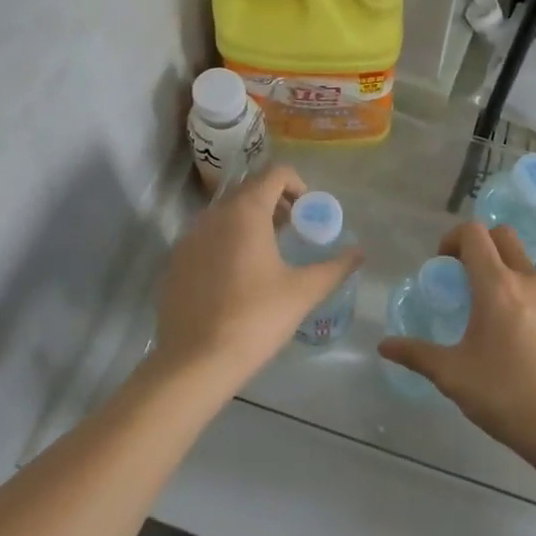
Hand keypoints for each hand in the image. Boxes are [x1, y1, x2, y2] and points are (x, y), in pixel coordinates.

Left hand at [152, 164, 362, 387]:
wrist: (196, 361)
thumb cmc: (256, 318)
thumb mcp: (303, 292)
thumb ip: (335, 267)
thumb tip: (360, 252)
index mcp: (245, 212)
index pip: (274, 173)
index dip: (297, 185)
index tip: (308, 213)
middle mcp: (213, 215)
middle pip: (248, 191)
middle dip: (275, 203)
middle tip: (294, 231)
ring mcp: (188, 238)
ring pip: (225, 214)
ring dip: (250, 222)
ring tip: (269, 254)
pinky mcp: (175, 262)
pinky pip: (206, 238)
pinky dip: (226, 242)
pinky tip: (238, 278)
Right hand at [378, 221, 535, 459]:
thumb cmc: (505, 395)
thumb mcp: (452, 375)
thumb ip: (416, 354)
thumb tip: (384, 346)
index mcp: (497, 286)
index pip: (474, 234)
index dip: (452, 239)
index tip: (442, 266)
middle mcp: (529, 281)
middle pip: (503, 236)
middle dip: (480, 245)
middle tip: (463, 278)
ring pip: (525, 266)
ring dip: (503, 273)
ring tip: (490, 315)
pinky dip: (524, 298)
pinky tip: (519, 339)